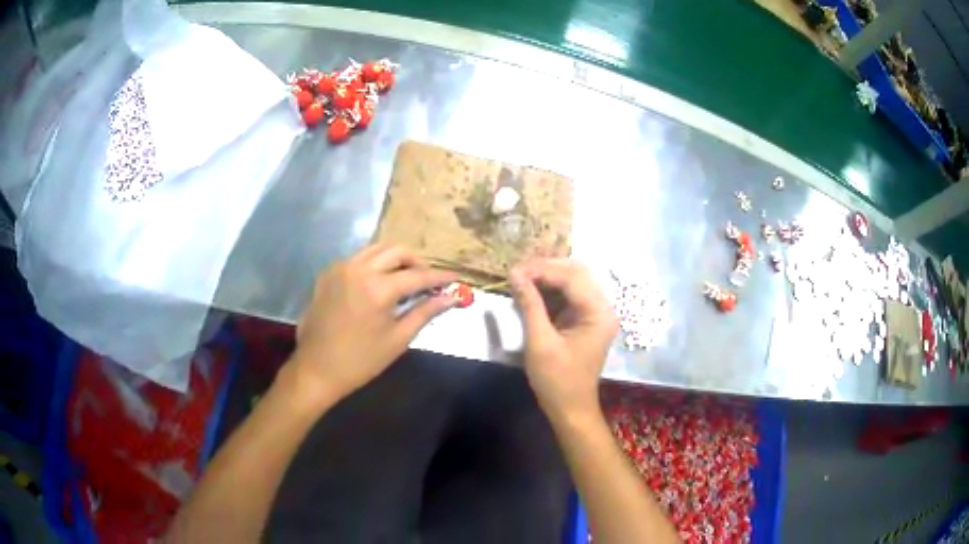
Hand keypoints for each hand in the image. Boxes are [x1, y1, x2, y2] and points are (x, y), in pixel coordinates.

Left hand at [291, 244, 456, 403]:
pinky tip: (379, 282)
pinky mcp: (328, 274)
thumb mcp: (398, 339)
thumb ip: (425, 312)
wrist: (317, 369)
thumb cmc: (361, 361)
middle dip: (417, 262)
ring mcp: (340, 268)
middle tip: (428, 280)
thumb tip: (451, 298)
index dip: (439, 276)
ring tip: (405, 278)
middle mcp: (358, 269)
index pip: (417, 275)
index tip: (455, 278)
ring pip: (375, 250)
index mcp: (378, 288)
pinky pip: (357, 258)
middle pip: (396, 251)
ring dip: (395, 259)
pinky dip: (374, 263)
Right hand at [510, 259, 617, 421]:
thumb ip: (530, 305)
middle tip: (517, 272)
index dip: (542, 270)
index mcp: (598, 313)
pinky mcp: (585, 320)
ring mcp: (595, 313)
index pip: (571, 277)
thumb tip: (514, 274)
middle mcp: (602, 308)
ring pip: (572, 282)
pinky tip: (531, 292)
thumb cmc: (556, 380)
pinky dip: (550, 291)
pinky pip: (569, 296)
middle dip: (545, 269)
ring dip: (547, 278)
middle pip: (576, 273)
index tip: (513, 270)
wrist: (570, 409)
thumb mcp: (540, 342)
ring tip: (520, 279)